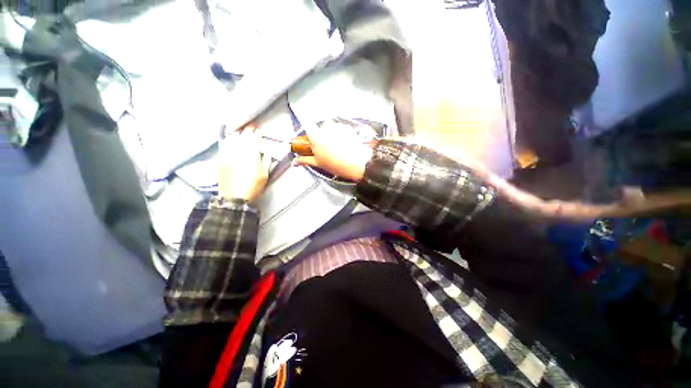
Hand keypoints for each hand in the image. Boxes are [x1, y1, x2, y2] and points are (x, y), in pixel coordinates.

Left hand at [218, 124, 267, 203]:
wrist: (235, 197)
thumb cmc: (253, 186)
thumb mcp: (265, 174)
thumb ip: (266, 160)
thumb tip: (267, 150)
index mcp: (251, 154)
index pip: (254, 138)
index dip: (257, 133)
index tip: (260, 130)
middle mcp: (238, 151)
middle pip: (242, 136)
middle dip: (248, 130)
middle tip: (251, 128)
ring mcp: (227, 155)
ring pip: (231, 139)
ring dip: (237, 134)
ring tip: (240, 132)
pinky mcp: (220, 159)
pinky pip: (222, 146)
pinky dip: (226, 141)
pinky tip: (228, 140)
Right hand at [293, 121, 373, 181]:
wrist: (357, 164)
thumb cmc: (336, 165)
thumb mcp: (318, 164)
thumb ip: (305, 160)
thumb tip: (294, 162)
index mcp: (316, 136)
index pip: (308, 127)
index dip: (311, 133)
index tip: (313, 140)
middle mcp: (326, 128)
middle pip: (321, 126)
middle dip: (323, 134)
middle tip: (327, 146)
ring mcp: (338, 127)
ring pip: (333, 126)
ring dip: (333, 133)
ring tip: (338, 146)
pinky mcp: (348, 128)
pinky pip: (342, 128)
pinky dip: (343, 133)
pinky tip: (346, 143)